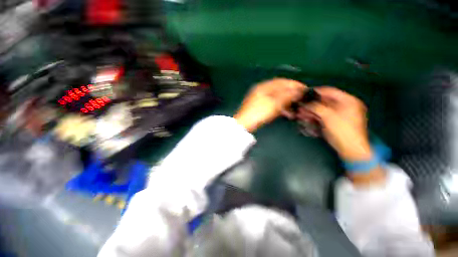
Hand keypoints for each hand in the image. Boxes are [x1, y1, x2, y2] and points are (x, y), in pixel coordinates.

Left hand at [234, 78, 305, 131]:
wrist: (244, 124)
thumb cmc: (259, 112)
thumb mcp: (274, 104)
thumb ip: (287, 96)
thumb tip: (298, 90)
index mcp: (264, 86)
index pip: (281, 81)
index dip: (293, 84)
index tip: (304, 88)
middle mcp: (261, 90)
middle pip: (279, 90)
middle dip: (290, 94)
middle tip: (300, 99)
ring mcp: (259, 99)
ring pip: (276, 98)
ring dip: (286, 102)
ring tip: (294, 109)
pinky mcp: (259, 107)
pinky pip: (272, 104)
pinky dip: (279, 107)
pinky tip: (285, 113)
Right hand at [298, 87, 371, 161]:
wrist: (349, 148)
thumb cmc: (342, 130)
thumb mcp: (328, 116)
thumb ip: (316, 107)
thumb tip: (305, 103)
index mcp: (348, 100)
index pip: (330, 91)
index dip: (316, 92)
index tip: (304, 94)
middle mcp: (344, 106)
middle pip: (324, 102)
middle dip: (311, 105)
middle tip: (300, 107)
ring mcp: (338, 114)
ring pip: (321, 110)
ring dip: (310, 111)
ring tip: (300, 114)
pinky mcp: (333, 122)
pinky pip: (322, 116)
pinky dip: (314, 117)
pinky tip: (306, 118)